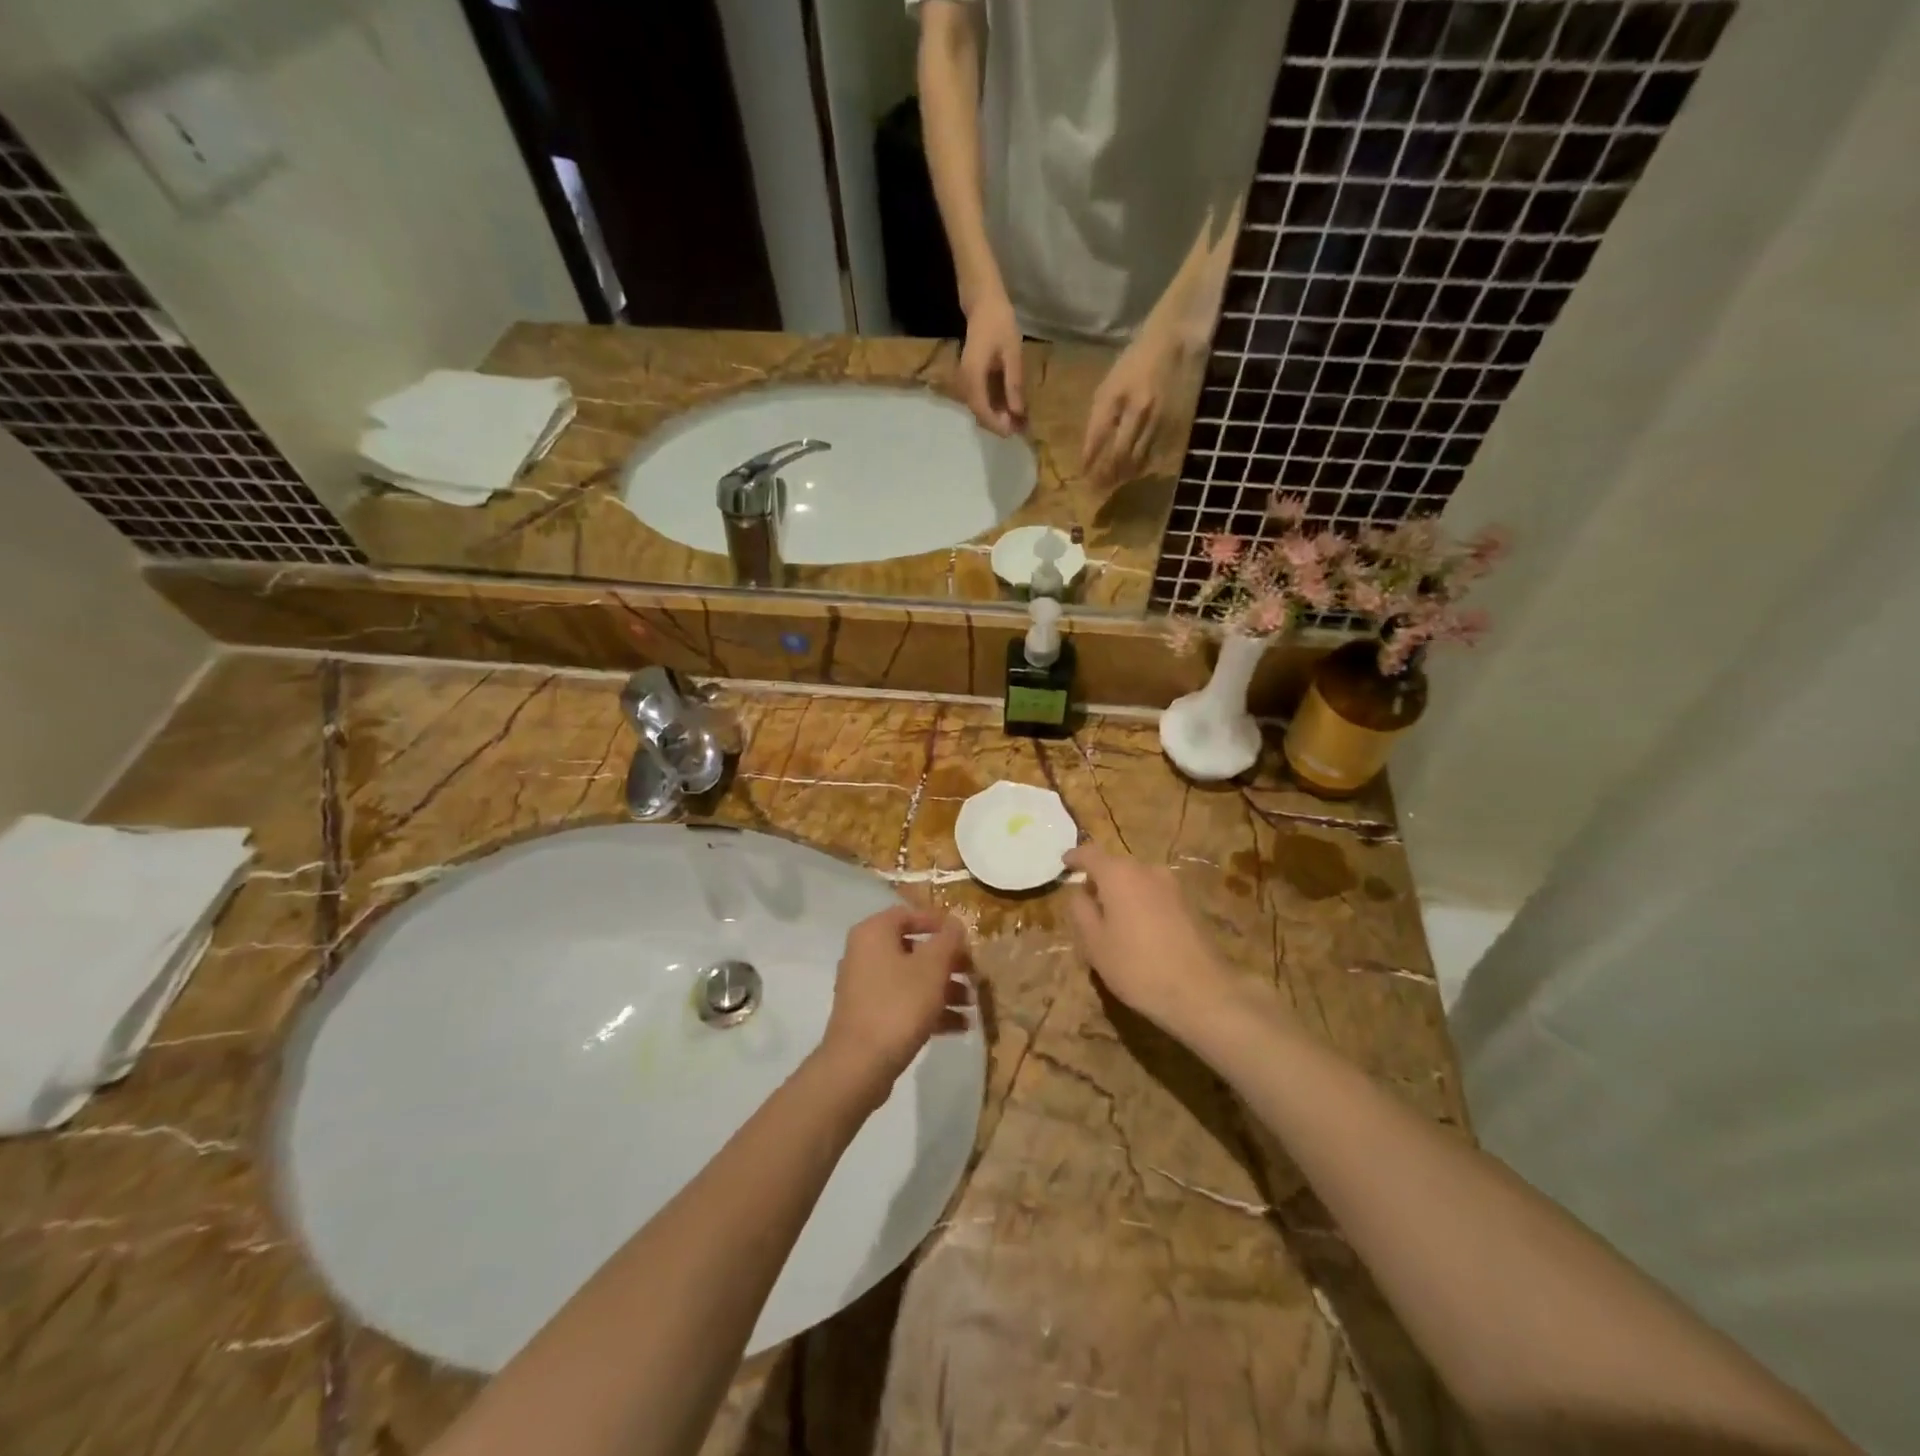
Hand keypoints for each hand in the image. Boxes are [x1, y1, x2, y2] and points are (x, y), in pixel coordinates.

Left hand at [818, 905, 973, 1103]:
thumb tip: (955, 924)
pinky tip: (960, 1026)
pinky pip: (904, 1003)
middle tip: (974, 973)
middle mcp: (865, 954)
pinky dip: (930, 1009)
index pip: (908, 914)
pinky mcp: (870, 1016)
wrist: (859, 1064)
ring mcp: (865, 987)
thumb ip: (947, 941)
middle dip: (947, 962)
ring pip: (911, 979)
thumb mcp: (932, 968)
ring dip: (944, 988)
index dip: (938, 923)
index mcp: (874, 933)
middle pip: (913, 949)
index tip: (964, 937)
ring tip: (973, 1003)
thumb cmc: (898, 1004)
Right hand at [958, 295, 1026, 435]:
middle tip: (1020, 428)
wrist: (983, 303)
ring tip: (1018, 420)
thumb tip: (1017, 412)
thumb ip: (1013, 384)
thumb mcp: (1012, 353)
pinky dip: (994, 406)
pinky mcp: (970, 378)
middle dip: (999, 423)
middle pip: (979, 412)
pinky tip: (1010, 406)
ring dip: (997, 416)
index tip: (1013, 432)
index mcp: (973, 376)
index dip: (997, 424)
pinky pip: (980, 398)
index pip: (981, 410)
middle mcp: (965, 382)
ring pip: (979, 407)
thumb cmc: (999, 323)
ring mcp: (965, 380)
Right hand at [1064, 843, 1238, 1040]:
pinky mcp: (1189, 904)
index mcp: (1119, 875)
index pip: (1090, 854)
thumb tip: (1080, 892)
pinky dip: (1141, 902)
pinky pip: (1154, 894)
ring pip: (1137, 880)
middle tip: (1086, 901)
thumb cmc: (1136, 966)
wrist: (1201, 993)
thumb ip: (1081, 911)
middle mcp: (1147, 870)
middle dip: (1099, 878)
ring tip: (1112, 918)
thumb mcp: (1094, 943)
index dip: (1075, 857)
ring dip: (1122, 892)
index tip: (1064, 863)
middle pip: (1116, 865)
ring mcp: (1172, 886)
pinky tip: (1138, 929)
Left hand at [1082, 325, 1182, 489]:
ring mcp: (1158, 419)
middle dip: (1106, 475)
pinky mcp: (1174, 424)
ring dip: (1123, 475)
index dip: (1089, 462)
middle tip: (1097, 490)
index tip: (1083, 477)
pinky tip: (1135, 473)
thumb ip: (1099, 418)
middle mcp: (1137, 410)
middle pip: (1118, 455)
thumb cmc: (1134, 363)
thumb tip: (1090, 453)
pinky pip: (1156, 454)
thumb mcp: (1109, 386)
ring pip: (1138, 459)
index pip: (1097, 439)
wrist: (1174, 341)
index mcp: (1115, 397)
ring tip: (1113, 485)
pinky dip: (1143, 467)